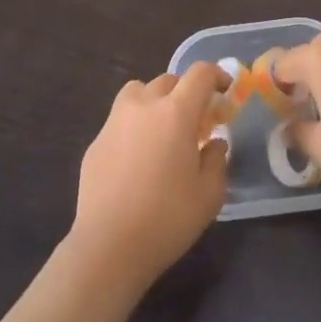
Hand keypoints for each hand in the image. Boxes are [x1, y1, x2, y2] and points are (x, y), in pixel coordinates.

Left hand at [68, 61, 229, 292]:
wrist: (108, 247)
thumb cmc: (167, 219)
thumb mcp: (209, 195)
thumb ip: (217, 160)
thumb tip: (213, 143)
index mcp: (176, 113)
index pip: (200, 74)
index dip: (217, 75)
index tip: (225, 91)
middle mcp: (143, 107)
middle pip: (168, 80)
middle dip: (186, 93)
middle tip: (196, 122)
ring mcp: (114, 122)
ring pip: (138, 92)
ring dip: (155, 101)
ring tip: (162, 130)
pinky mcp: (95, 143)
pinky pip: (119, 120)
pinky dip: (133, 127)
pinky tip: (136, 160)